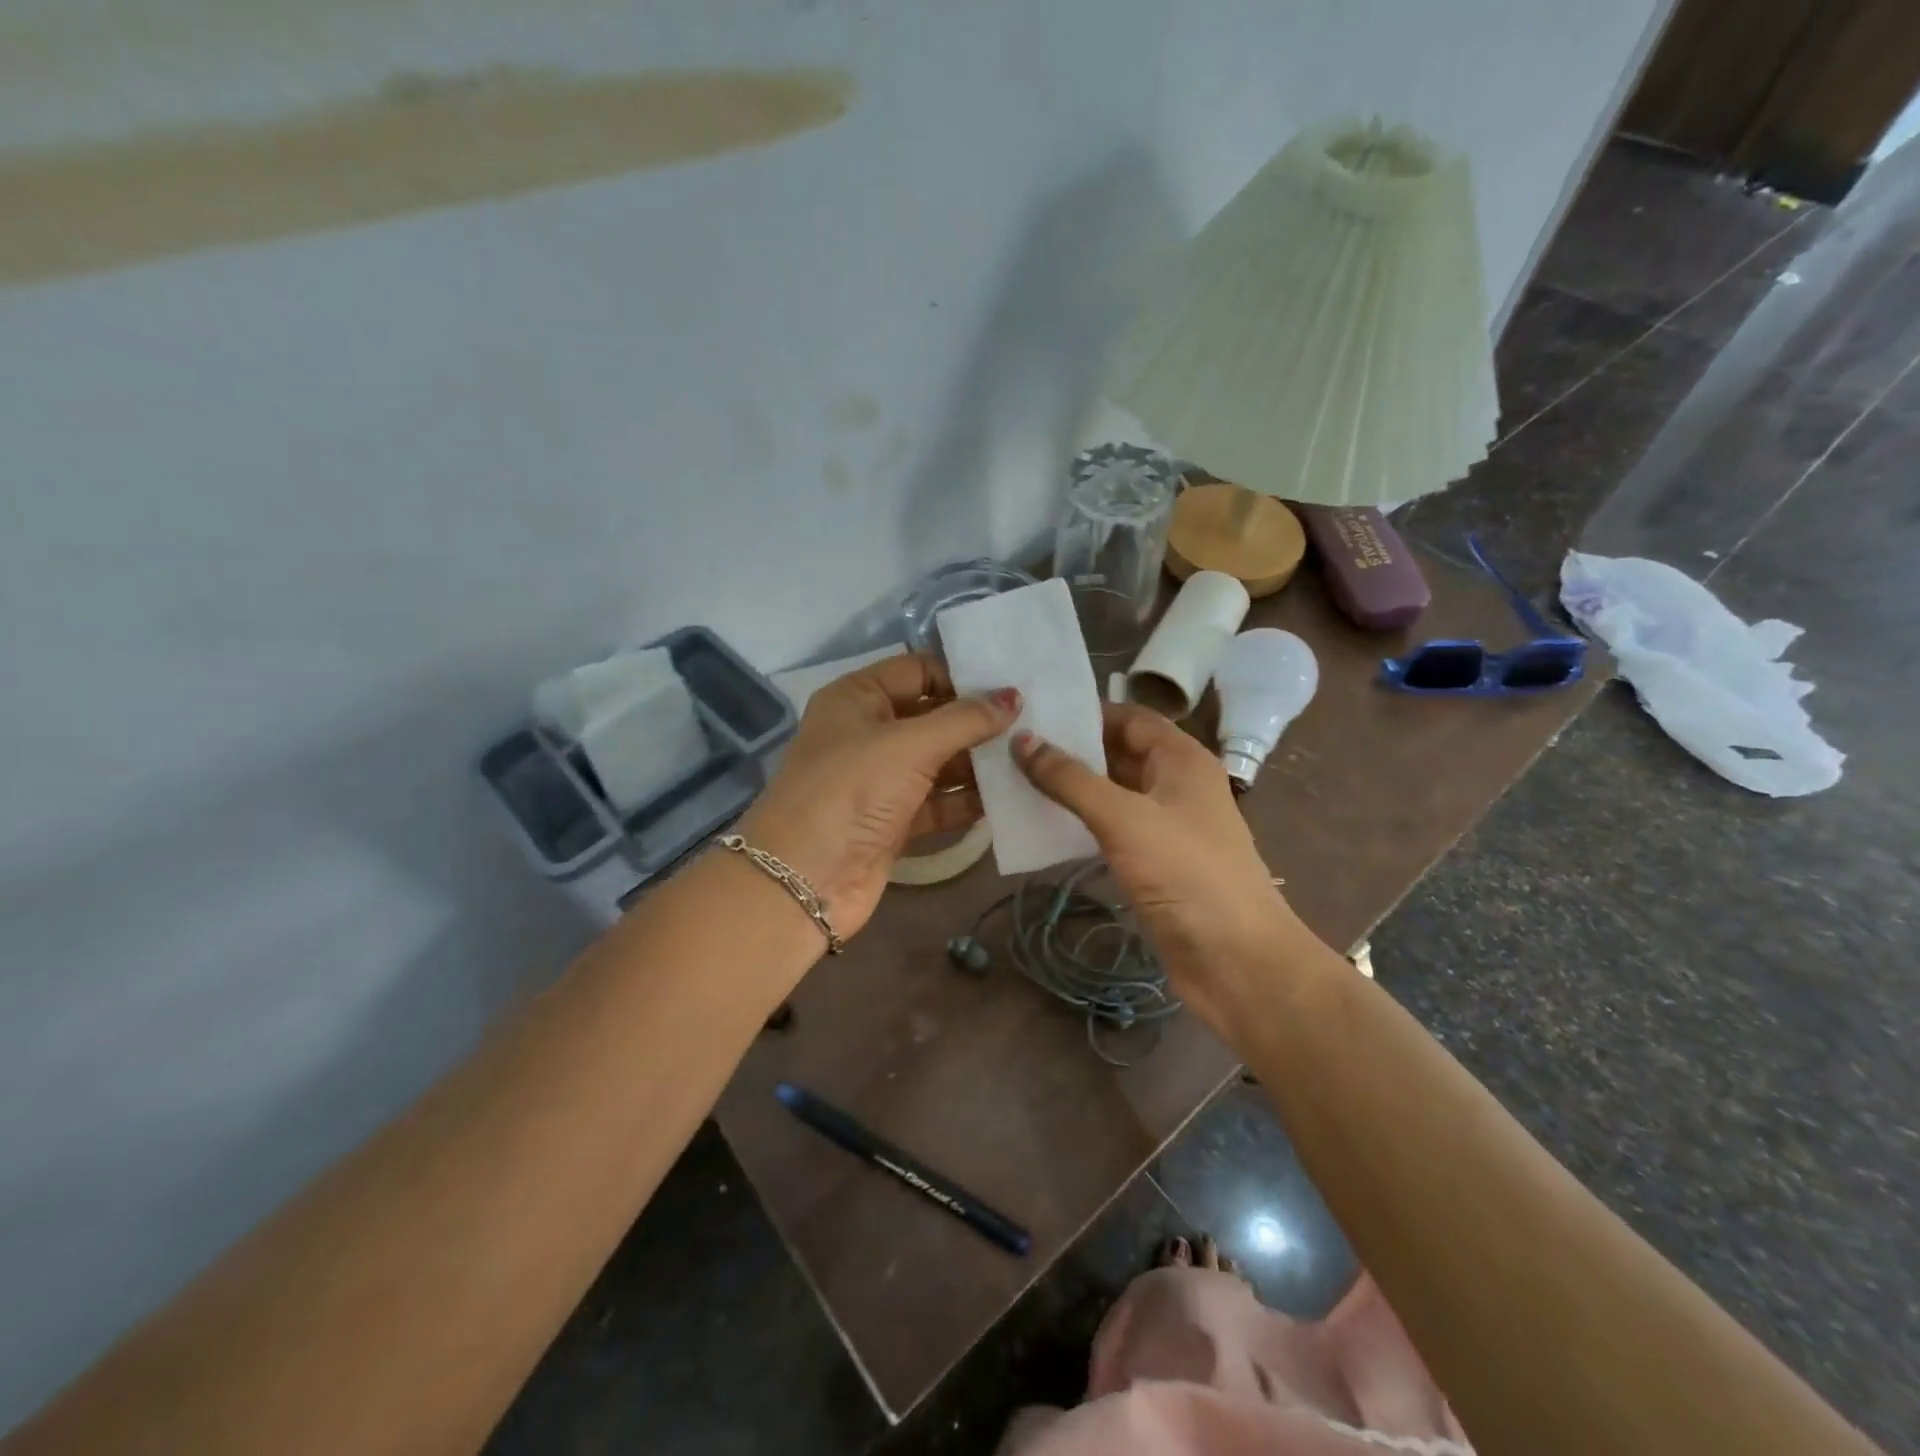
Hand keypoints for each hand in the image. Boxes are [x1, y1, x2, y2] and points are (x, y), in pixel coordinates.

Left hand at [738, 655, 1017, 940]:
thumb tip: (1013, 697)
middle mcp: (867, 733)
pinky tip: (1008, 797)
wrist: (804, 880)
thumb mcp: (909, 745)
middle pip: (932, 717)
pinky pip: (938, 801)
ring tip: (1029, 758)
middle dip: (976, 723)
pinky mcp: (893, 820)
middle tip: (1031, 723)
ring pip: (938, 762)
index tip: (1009, 689)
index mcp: (857, 698)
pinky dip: (967, 800)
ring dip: (978, 763)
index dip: (961, 677)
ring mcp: (880, 780)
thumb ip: (965, 720)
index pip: (917, 671)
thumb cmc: (852, 791)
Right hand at [1013, 703, 1301, 1029]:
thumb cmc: (1187, 875)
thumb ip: (1071, 779)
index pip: (1129, 717)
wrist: (1237, 962)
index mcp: (1182, 760)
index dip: (1085, 711)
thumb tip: (1023, 740)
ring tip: (1016, 779)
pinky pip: (1112, 830)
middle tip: (1013, 746)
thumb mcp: (1124, 819)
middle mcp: (1176, 785)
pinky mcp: (1155, 864)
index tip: (1034, 713)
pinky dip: (1081, 823)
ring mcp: (1166, 827)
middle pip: (1119, 753)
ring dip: (1072, 788)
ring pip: (1113, 793)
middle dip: (1072, 750)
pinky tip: (1043, 825)